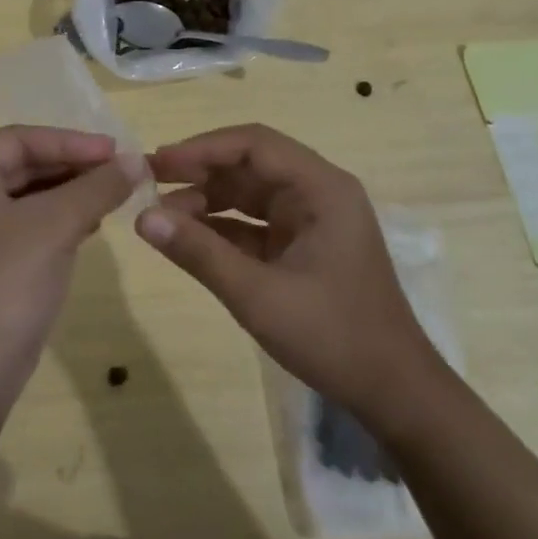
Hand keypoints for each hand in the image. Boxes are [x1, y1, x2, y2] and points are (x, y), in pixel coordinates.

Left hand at [0, 126, 141, 448]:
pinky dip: (60, 216)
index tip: (115, 150)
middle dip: (72, 166)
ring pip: (27, 193)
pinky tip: (93, 221)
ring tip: (114, 193)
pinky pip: (27, 221)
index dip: (69, 141)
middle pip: (22, 163)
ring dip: (71, 191)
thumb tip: (138, 160)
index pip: (18, 139)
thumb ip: (97, 186)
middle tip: (120, 170)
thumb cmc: (6, 283)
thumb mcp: (56, 226)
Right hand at [136, 124, 441, 424]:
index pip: (254, 145)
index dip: (203, 148)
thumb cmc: (333, 337)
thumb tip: (143, 218)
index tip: (159, 163)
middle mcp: (318, 193)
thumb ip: (200, 253)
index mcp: (322, 189)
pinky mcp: (304, 246)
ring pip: (249, 194)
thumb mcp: (258, 296)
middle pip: (250, 164)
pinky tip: (187, 239)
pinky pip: (255, 224)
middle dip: (199, 172)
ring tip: (160, 215)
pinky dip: (222, 229)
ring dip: (206, 201)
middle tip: (149, 182)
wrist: (394, 393)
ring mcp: (311, 220)